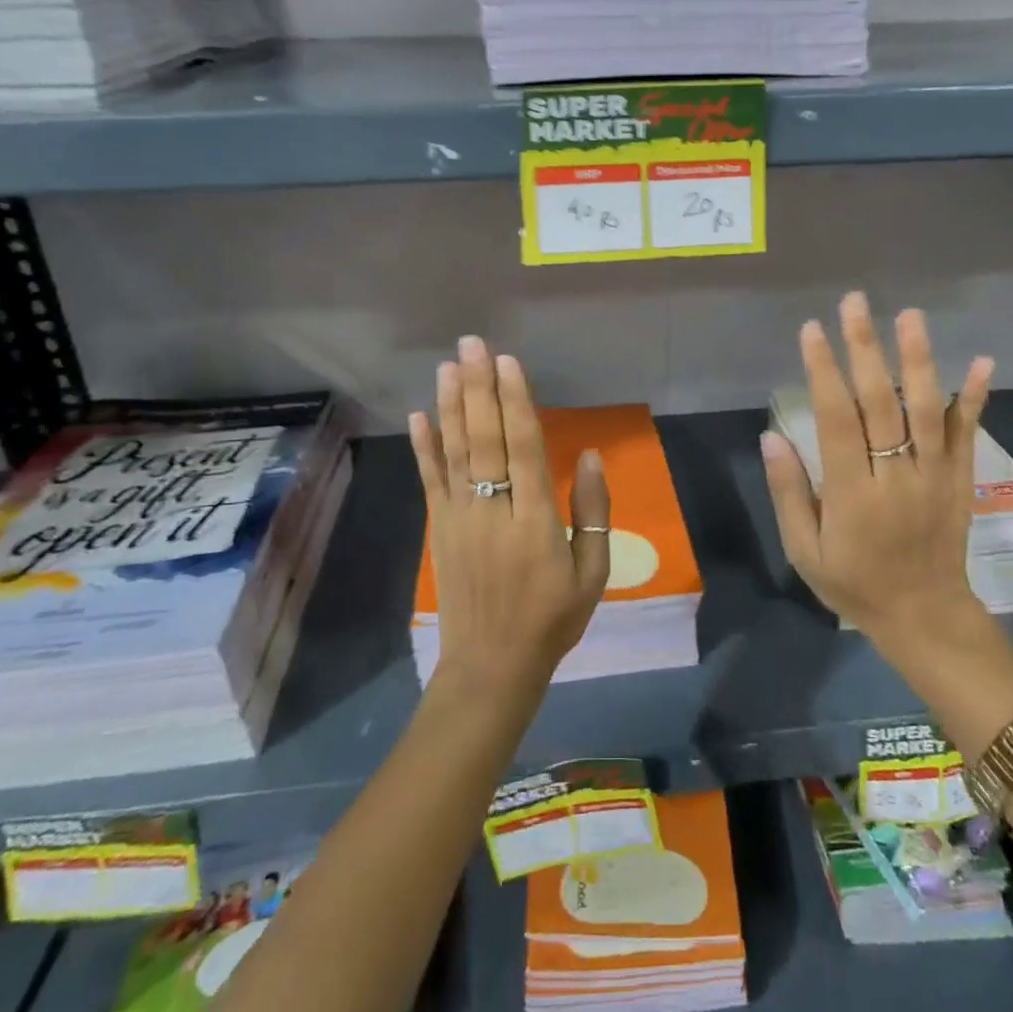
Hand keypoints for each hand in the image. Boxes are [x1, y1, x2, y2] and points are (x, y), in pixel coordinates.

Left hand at [409, 336, 610, 703]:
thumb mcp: (592, 573)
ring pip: (454, 451)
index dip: (514, 401)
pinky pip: (430, 480)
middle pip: (484, 438)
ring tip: (448, 366)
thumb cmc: (551, 619)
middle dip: (479, 387)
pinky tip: (419, 416)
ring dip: (451, 405)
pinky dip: (423, 447)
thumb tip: (589, 456)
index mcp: (534, 519)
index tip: (507, 362)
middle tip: (472, 344)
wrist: (491, 667)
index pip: (523, 447)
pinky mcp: (440, 528)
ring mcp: (460, 517)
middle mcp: (493, 509)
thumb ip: (593, 512)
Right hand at [760, 292, 994, 667]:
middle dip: (864, 348)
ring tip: (908, 315)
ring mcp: (935, 475)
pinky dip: (975, 397)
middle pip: (880, 403)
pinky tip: (981, 360)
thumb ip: (789, 493)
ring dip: (917, 360)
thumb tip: (772, 436)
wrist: (925, 617)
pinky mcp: (959, 479)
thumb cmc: (854, 583)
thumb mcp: (805, 551)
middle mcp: (897, 476)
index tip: (811, 330)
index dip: (823, 372)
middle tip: (854, 303)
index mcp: (853, 495)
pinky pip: (968, 433)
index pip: (837, 421)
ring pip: (926, 410)